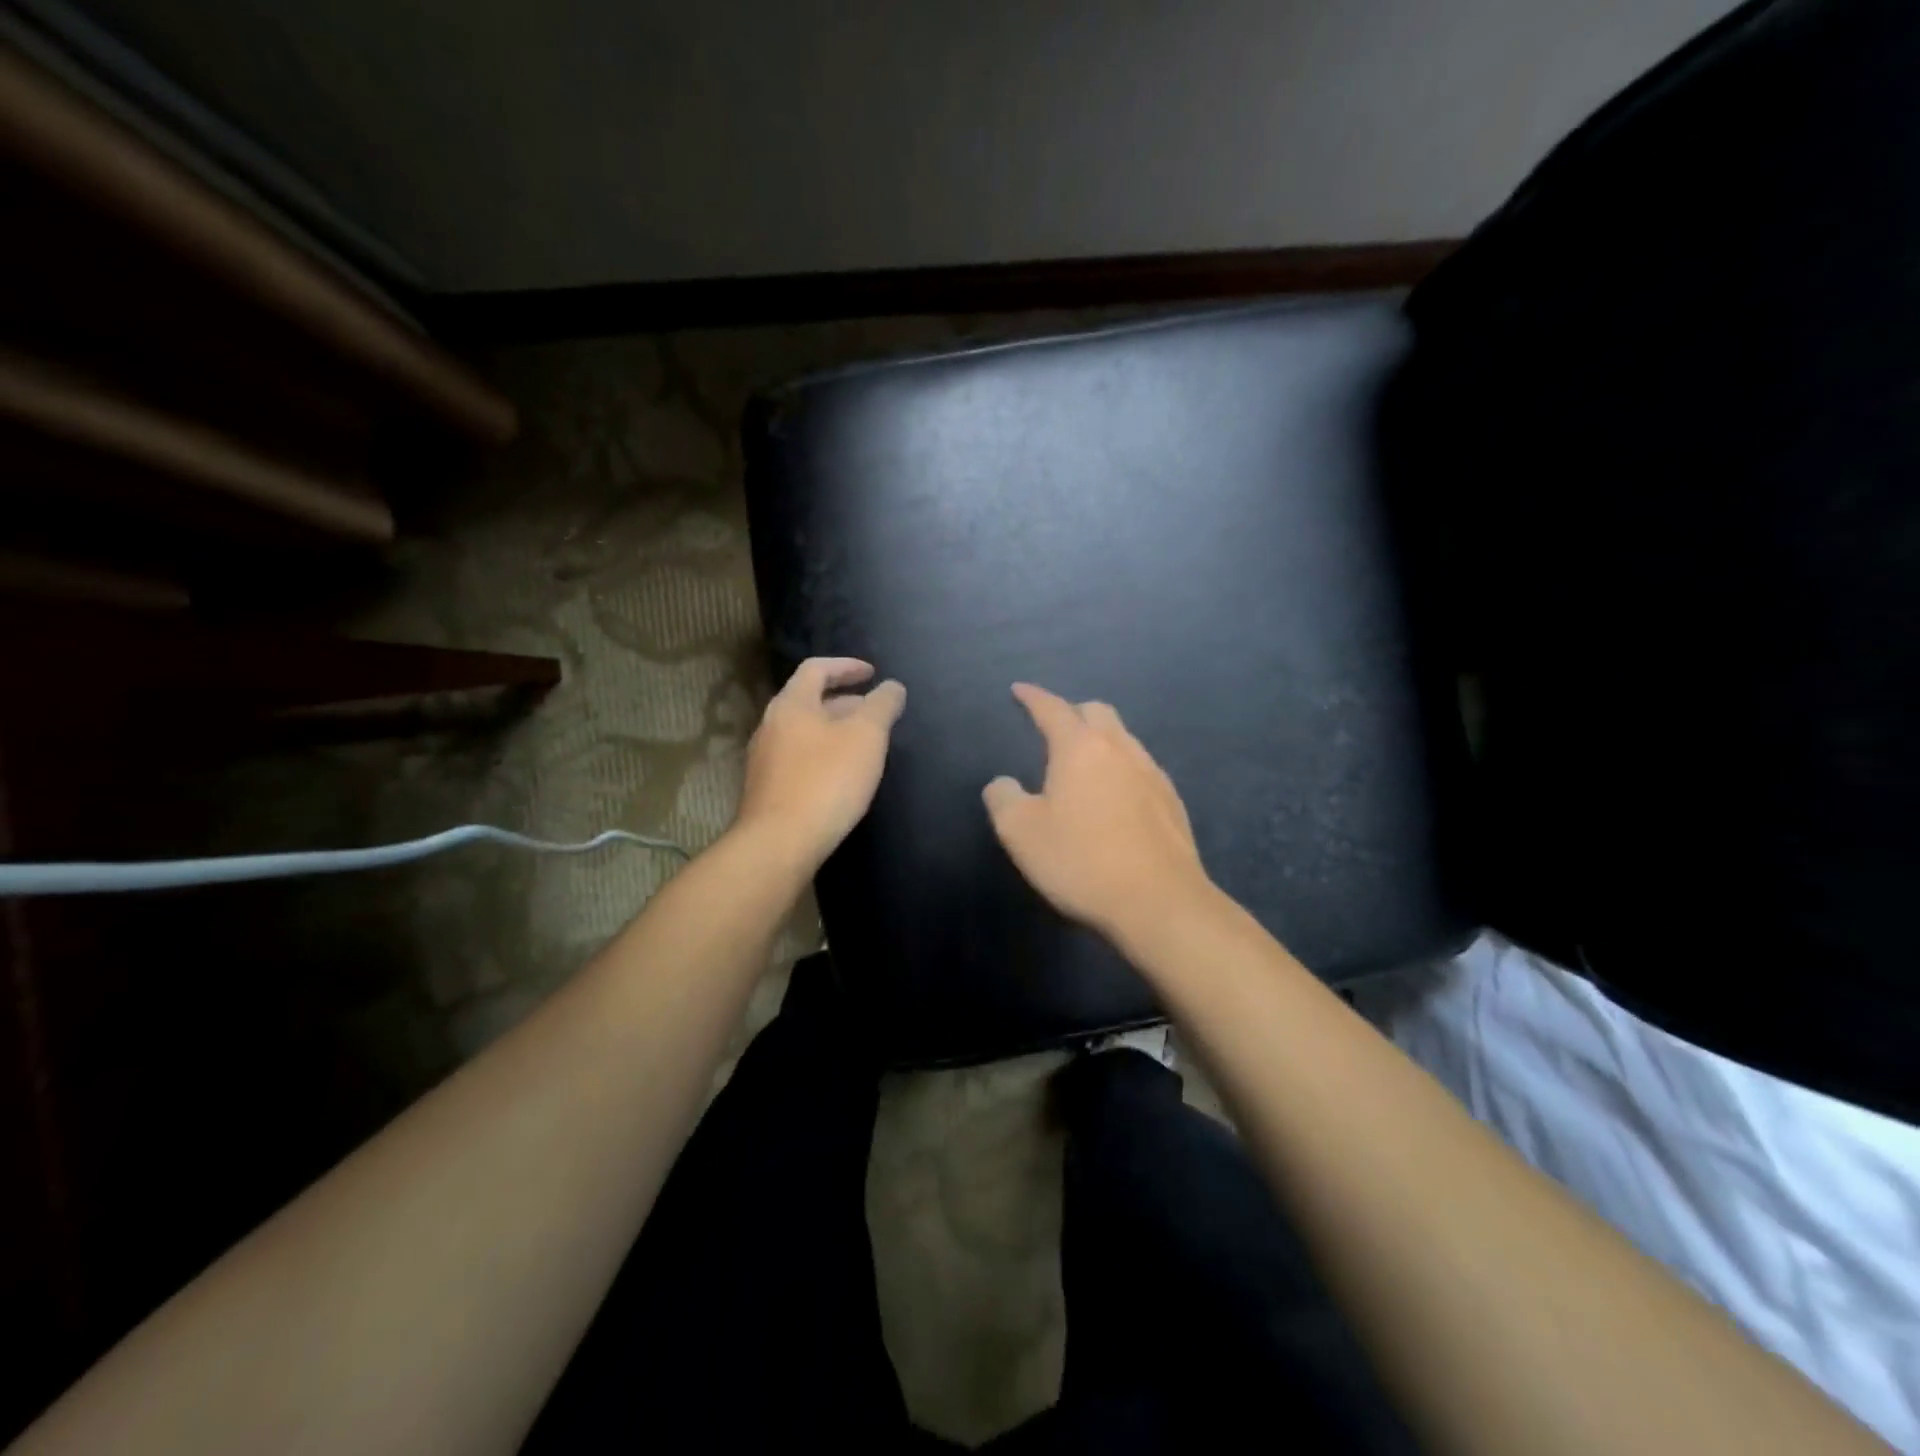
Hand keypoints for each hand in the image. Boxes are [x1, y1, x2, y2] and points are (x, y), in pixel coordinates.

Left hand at [737, 657, 906, 864]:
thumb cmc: (826, 780)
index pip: (817, 669)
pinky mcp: (767, 788)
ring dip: (834, 730)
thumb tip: (892, 686)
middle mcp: (771, 724)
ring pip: (804, 731)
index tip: (873, 673)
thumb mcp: (866, 736)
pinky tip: (841, 776)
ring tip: (863, 744)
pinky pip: (799, 758)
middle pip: (809, 700)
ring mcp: (764, 758)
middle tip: (874, 712)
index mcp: (792, 704)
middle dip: (845, 701)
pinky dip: (823, 754)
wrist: (779, 842)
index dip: (847, 666)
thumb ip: (882, 706)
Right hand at [983, 683, 1214, 943]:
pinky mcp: (1172, 801)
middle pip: (1096, 712)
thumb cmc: (1082, 862)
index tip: (1019, 690)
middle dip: (1071, 712)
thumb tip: (1003, 783)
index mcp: (1080, 748)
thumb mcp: (1021, 833)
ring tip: (1082, 764)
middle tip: (1052, 728)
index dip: (1032, 697)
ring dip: (1099, 740)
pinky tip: (1114, 796)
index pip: (1052, 709)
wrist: (1160, 902)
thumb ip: (1003, 799)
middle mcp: (1120, 749)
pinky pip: (1140, 767)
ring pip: (1123, 739)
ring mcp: (1152, 773)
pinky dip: (1120, 768)